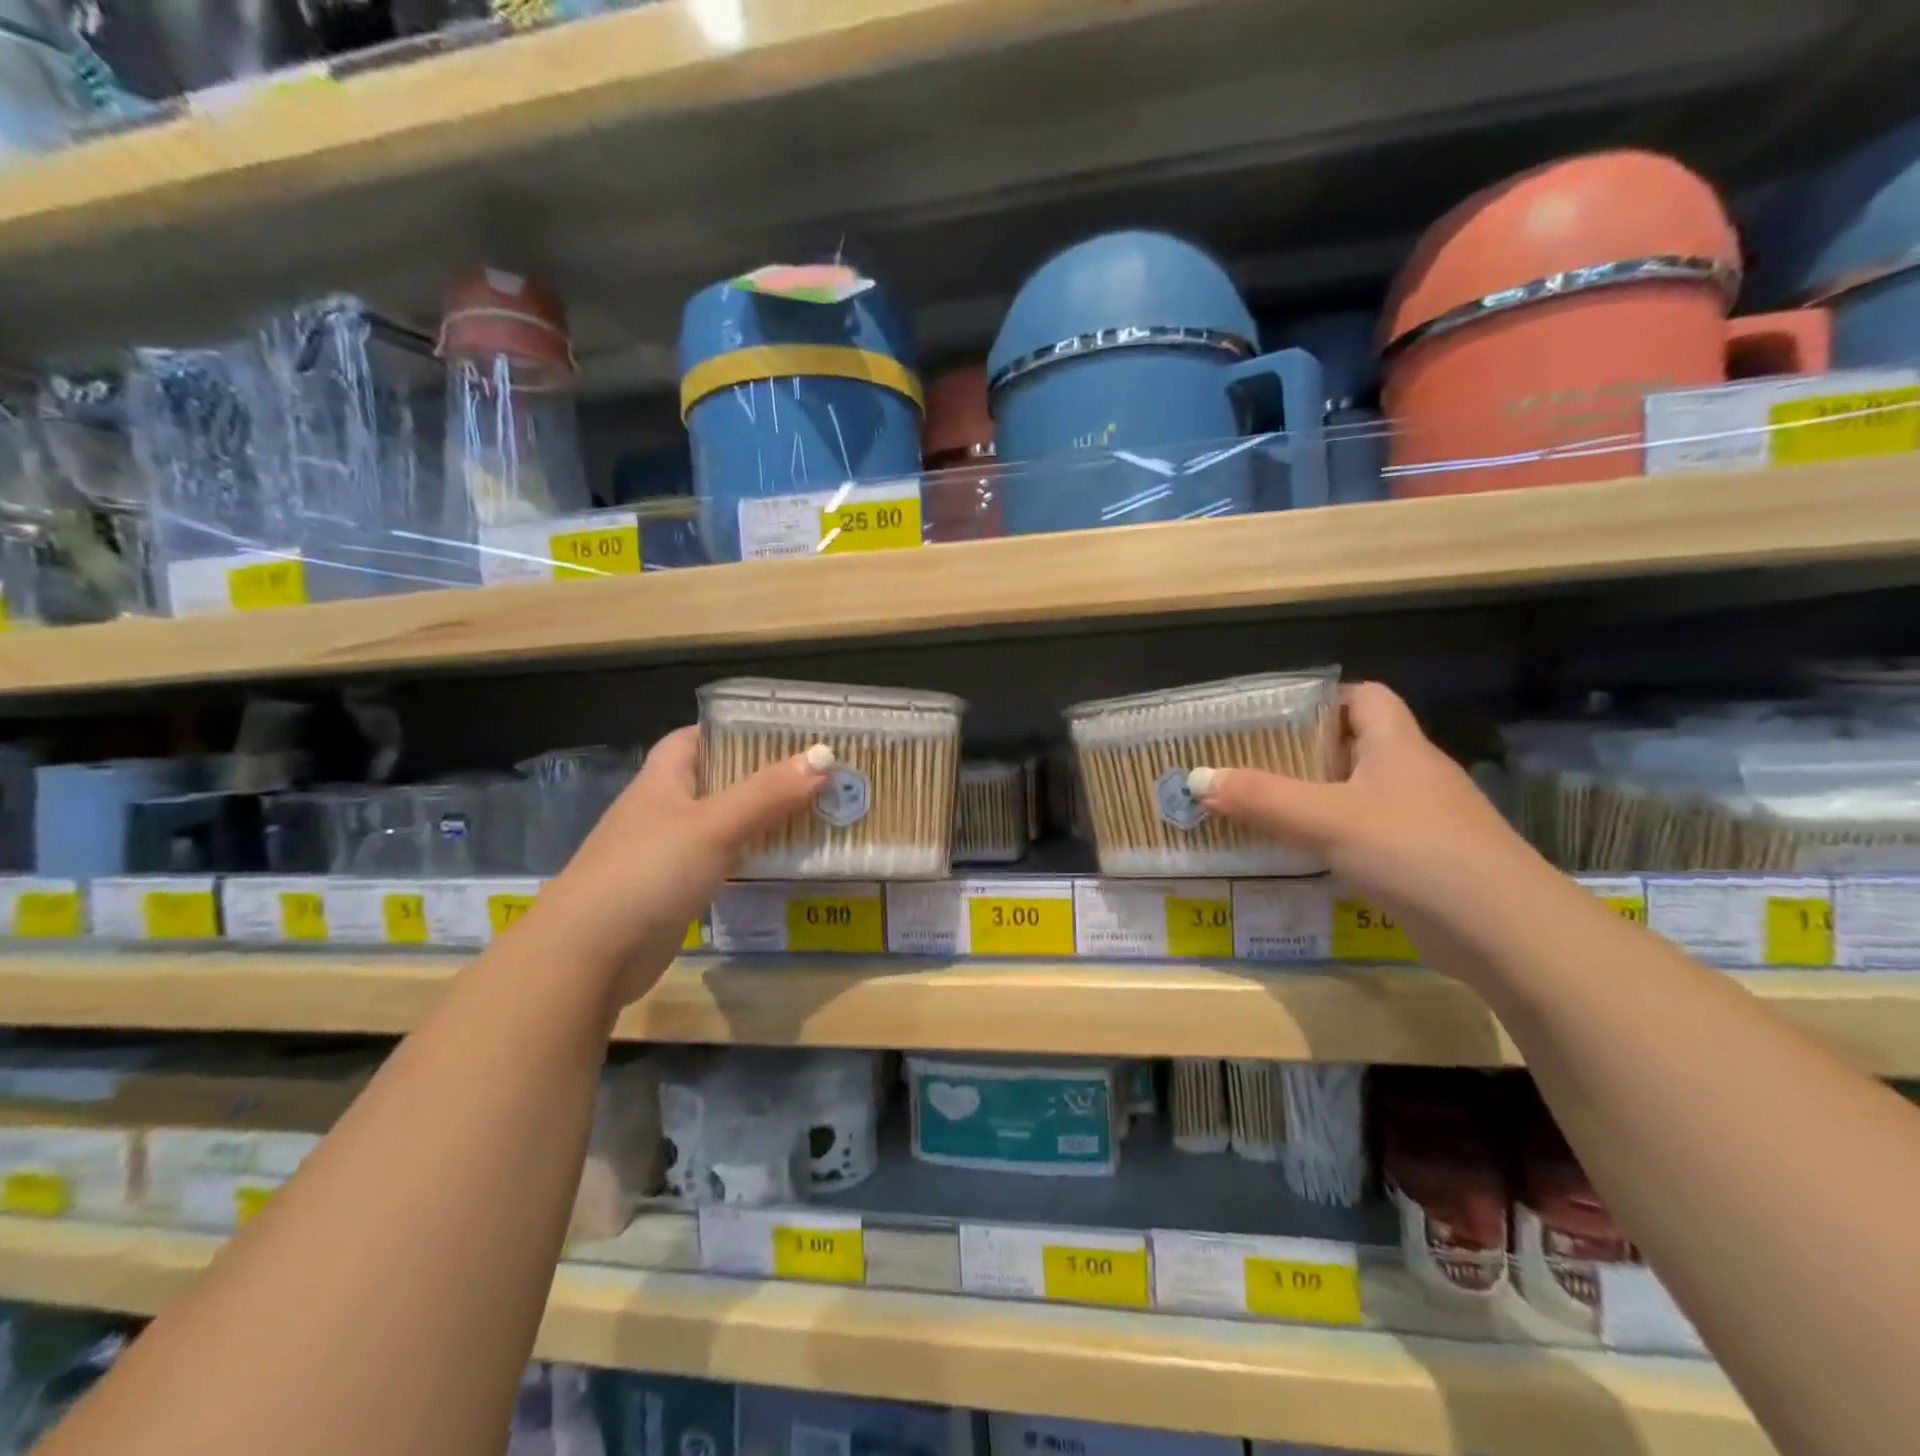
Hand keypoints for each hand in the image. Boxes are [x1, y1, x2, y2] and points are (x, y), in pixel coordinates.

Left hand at [522, 726, 831, 1006]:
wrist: (589, 955)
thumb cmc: (649, 871)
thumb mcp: (714, 825)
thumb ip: (768, 792)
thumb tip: (825, 756)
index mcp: (663, 779)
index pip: (698, 737)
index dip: (737, 729)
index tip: (786, 733)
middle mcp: (663, 810)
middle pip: (718, 781)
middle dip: (763, 777)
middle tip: (817, 775)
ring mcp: (666, 853)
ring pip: (723, 825)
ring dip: (762, 820)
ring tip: (815, 814)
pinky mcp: (674, 891)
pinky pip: (721, 863)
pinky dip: (750, 859)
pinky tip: (784, 862)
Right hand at [1188, 682, 1533, 921]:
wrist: (1506, 931)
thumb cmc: (1414, 851)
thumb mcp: (1326, 819)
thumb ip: (1261, 798)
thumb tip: (1196, 779)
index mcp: (1397, 745)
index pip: (1365, 697)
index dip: (1322, 700)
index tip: (1275, 720)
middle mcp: (1414, 773)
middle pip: (1358, 745)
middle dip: (1306, 754)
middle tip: (1254, 767)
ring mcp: (1426, 819)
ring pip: (1363, 794)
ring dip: (1320, 799)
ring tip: (1268, 811)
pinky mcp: (1429, 860)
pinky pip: (1373, 834)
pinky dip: (1339, 838)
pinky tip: (1309, 857)